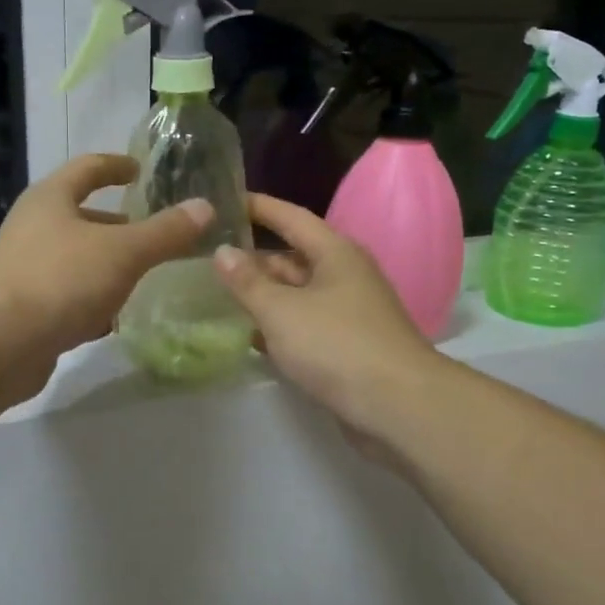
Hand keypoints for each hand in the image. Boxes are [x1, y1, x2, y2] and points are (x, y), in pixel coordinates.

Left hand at [0, 154, 212, 400]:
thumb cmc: (62, 280)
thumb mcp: (123, 252)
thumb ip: (166, 232)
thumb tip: (205, 207)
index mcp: (51, 199)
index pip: (88, 168)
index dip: (116, 166)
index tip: (140, 171)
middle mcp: (33, 228)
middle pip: (81, 216)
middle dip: (117, 224)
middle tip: (154, 232)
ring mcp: (25, 269)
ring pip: (76, 258)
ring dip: (107, 264)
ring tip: (143, 275)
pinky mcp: (25, 309)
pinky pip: (68, 295)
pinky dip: (93, 300)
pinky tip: (115, 317)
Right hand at [212, 194, 442, 441]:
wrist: (397, 405)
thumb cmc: (337, 345)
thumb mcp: (282, 311)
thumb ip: (248, 283)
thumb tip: (223, 252)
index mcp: (335, 253)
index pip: (291, 217)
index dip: (258, 207)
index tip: (225, 200)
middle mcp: (344, 276)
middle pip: (292, 258)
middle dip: (253, 259)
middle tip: (207, 259)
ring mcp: (347, 312)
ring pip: (296, 295)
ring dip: (262, 296)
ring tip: (216, 296)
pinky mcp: (345, 346)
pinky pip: (303, 326)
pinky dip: (277, 327)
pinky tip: (247, 336)